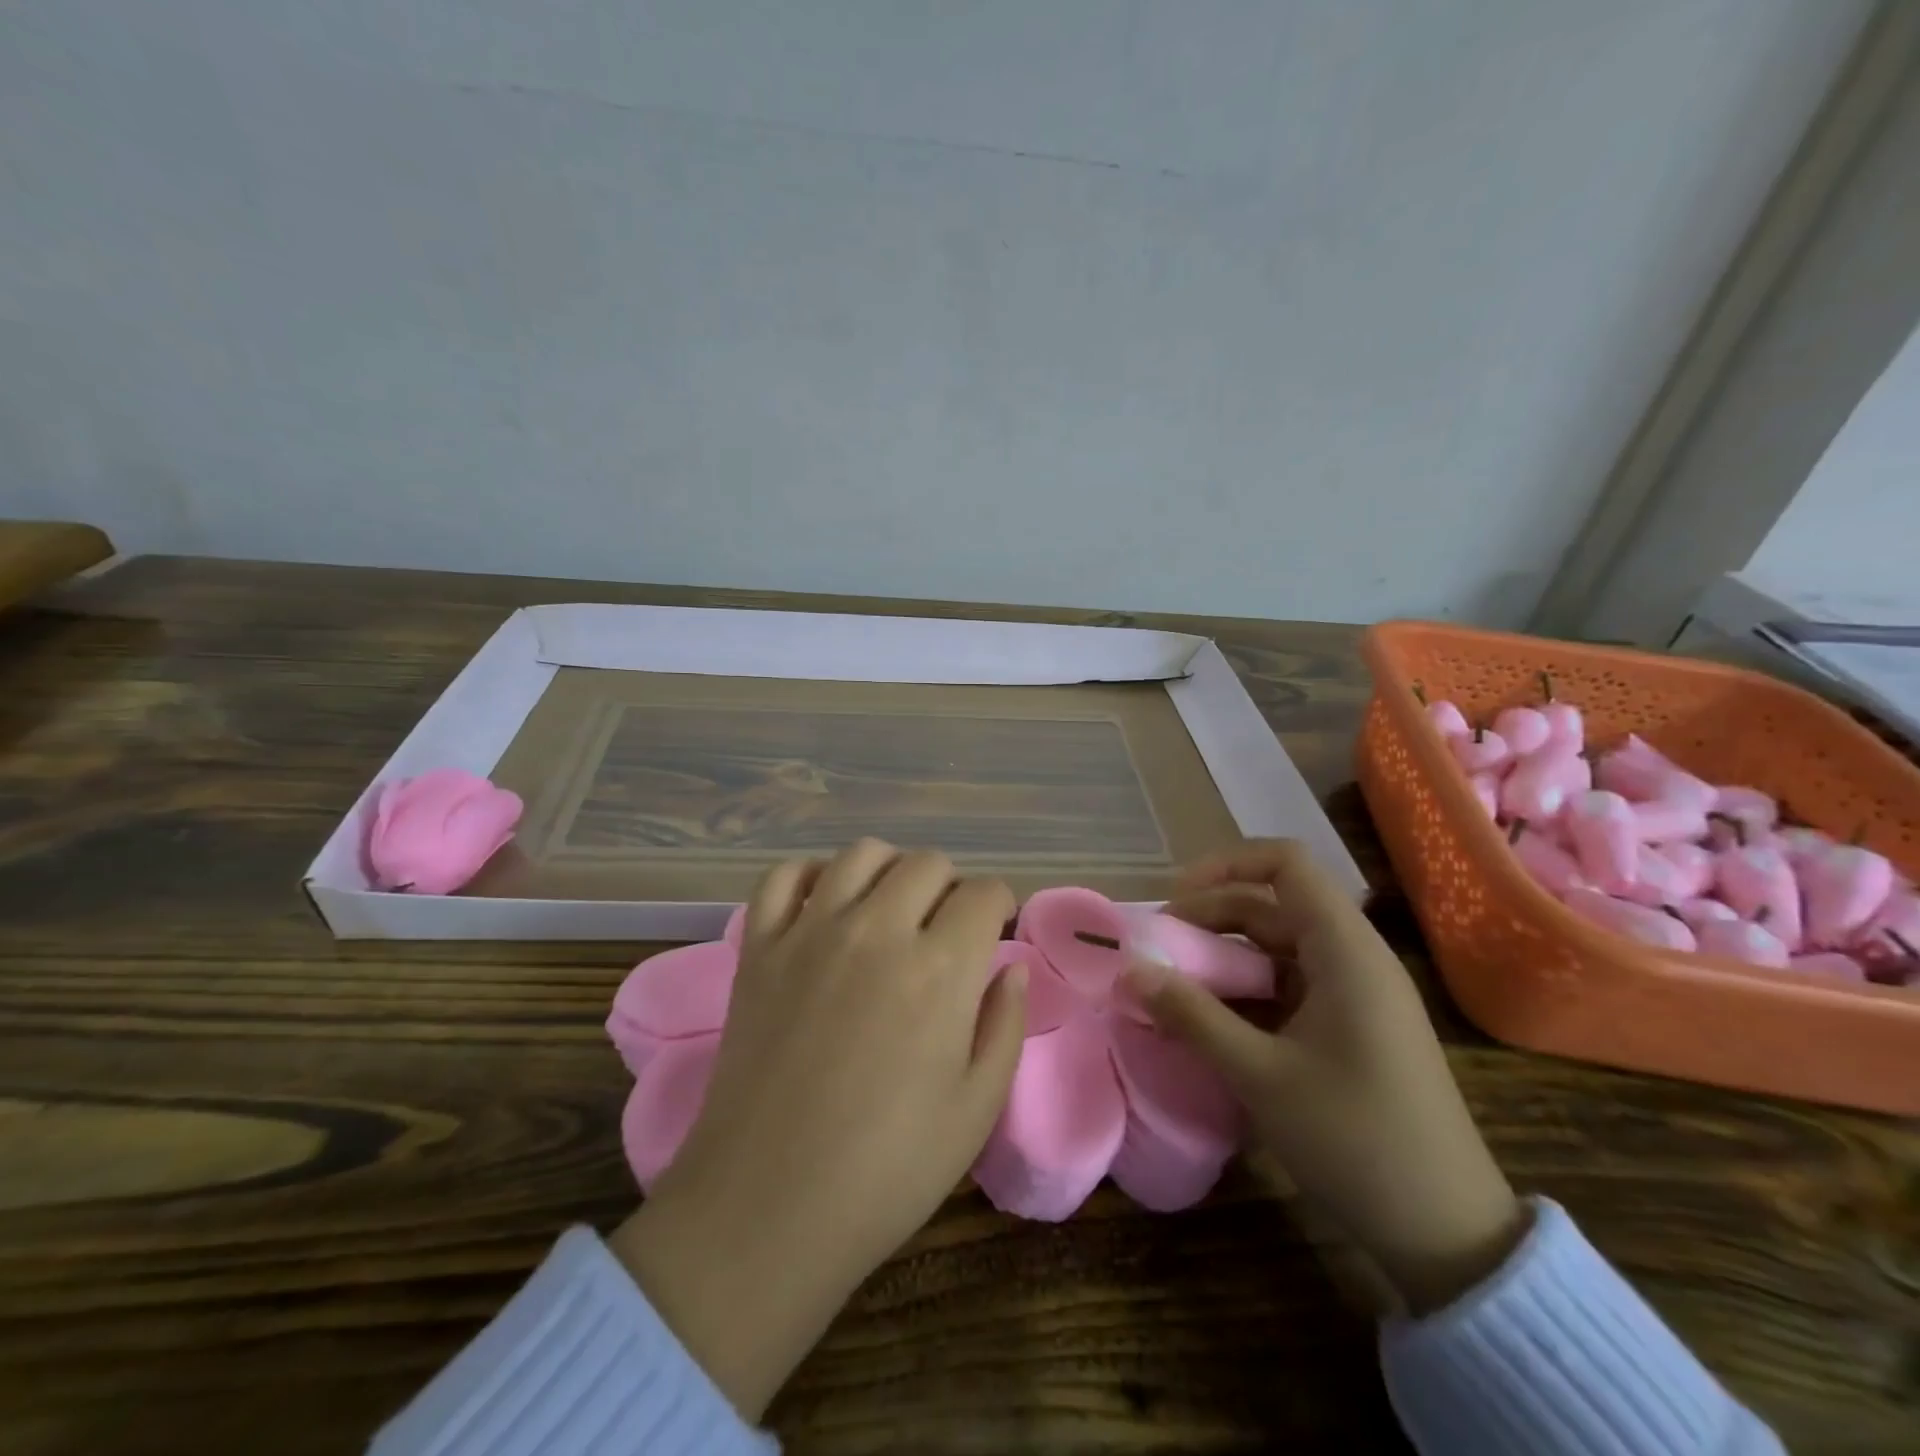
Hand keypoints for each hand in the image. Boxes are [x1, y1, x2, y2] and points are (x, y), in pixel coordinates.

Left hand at [608, 840, 1026, 1415]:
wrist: (767, 1209)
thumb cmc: (887, 1170)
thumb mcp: (976, 1109)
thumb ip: (1006, 1024)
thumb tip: (1013, 967)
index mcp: (940, 969)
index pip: (984, 893)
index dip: (999, 906)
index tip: (994, 931)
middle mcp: (877, 930)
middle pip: (927, 863)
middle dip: (950, 887)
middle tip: (945, 930)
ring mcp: (810, 931)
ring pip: (861, 854)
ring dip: (889, 871)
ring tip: (891, 910)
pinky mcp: (759, 947)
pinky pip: (784, 876)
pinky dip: (811, 876)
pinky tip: (825, 907)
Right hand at [1122, 840, 1526, 1313]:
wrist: (1448, 1233)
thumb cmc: (1356, 1140)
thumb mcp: (1260, 1075)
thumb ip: (1192, 1015)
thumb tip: (1131, 970)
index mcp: (1345, 951)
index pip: (1286, 864)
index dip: (1226, 865)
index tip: (1175, 898)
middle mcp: (1353, 958)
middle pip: (1274, 905)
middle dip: (1211, 915)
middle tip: (1159, 948)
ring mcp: (1355, 994)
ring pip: (1278, 946)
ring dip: (1224, 956)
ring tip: (1174, 983)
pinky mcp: (1351, 1026)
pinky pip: (1289, 984)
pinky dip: (1246, 989)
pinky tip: (1211, 1018)